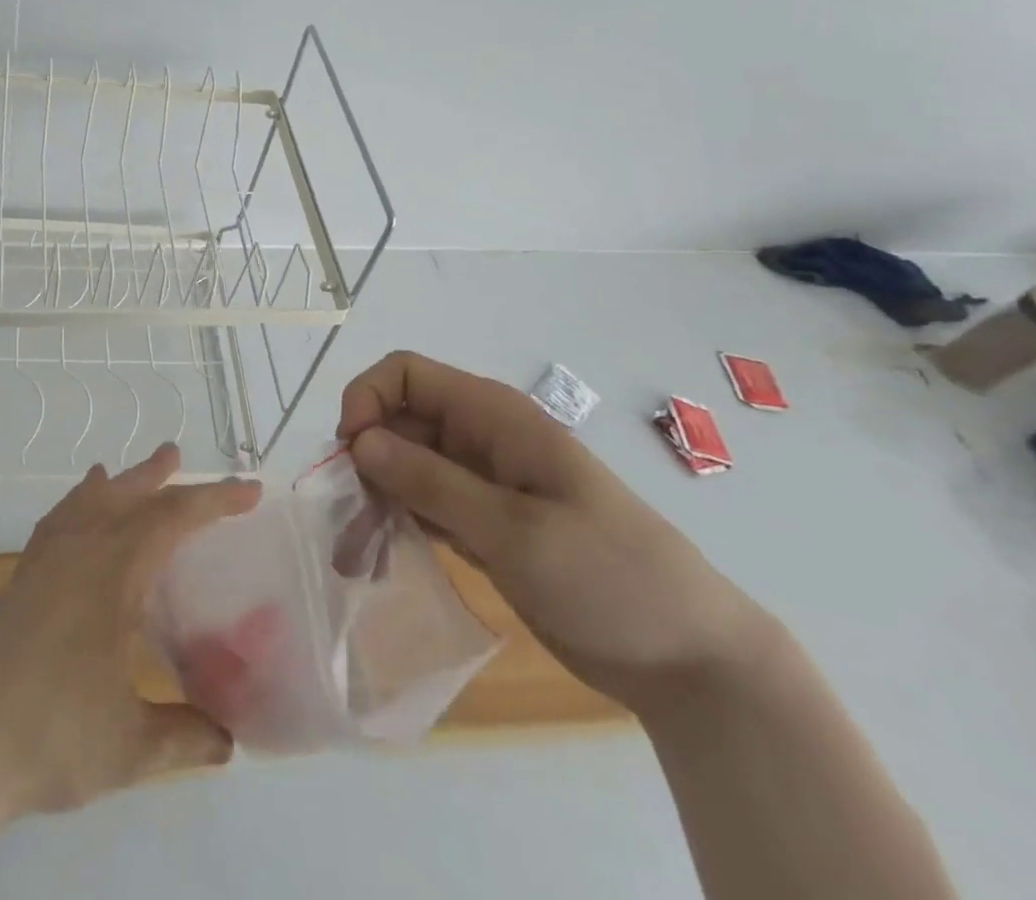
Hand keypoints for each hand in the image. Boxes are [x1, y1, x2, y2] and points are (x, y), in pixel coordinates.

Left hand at [0, 443, 260, 820]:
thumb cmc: (52, 739)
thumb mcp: (132, 748)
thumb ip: (186, 737)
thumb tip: (230, 742)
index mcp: (113, 574)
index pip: (173, 519)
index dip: (214, 501)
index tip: (250, 491)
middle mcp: (79, 553)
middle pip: (127, 497)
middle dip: (158, 477)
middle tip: (177, 456)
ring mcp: (44, 563)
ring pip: (86, 503)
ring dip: (114, 484)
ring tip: (124, 471)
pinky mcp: (21, 580)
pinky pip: (55, 522)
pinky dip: (73, 505)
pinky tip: (74, 512)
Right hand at [339, 352, 775, 715]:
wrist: (688, 661)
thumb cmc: (607, 577)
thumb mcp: (513, 529)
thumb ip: (431, 482)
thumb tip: (359, 441)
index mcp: (493, 416)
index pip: (406, 375)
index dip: (368, 399)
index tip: (352, 455)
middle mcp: (480, 438)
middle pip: (398, 419)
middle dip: (364, 455)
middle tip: (348, 515)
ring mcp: (481, 482)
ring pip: (404, 464)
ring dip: (374, 494)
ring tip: (354, 548)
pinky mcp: (482, 523)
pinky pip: (422, 504)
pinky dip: (397, 520)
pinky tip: (381, 556)